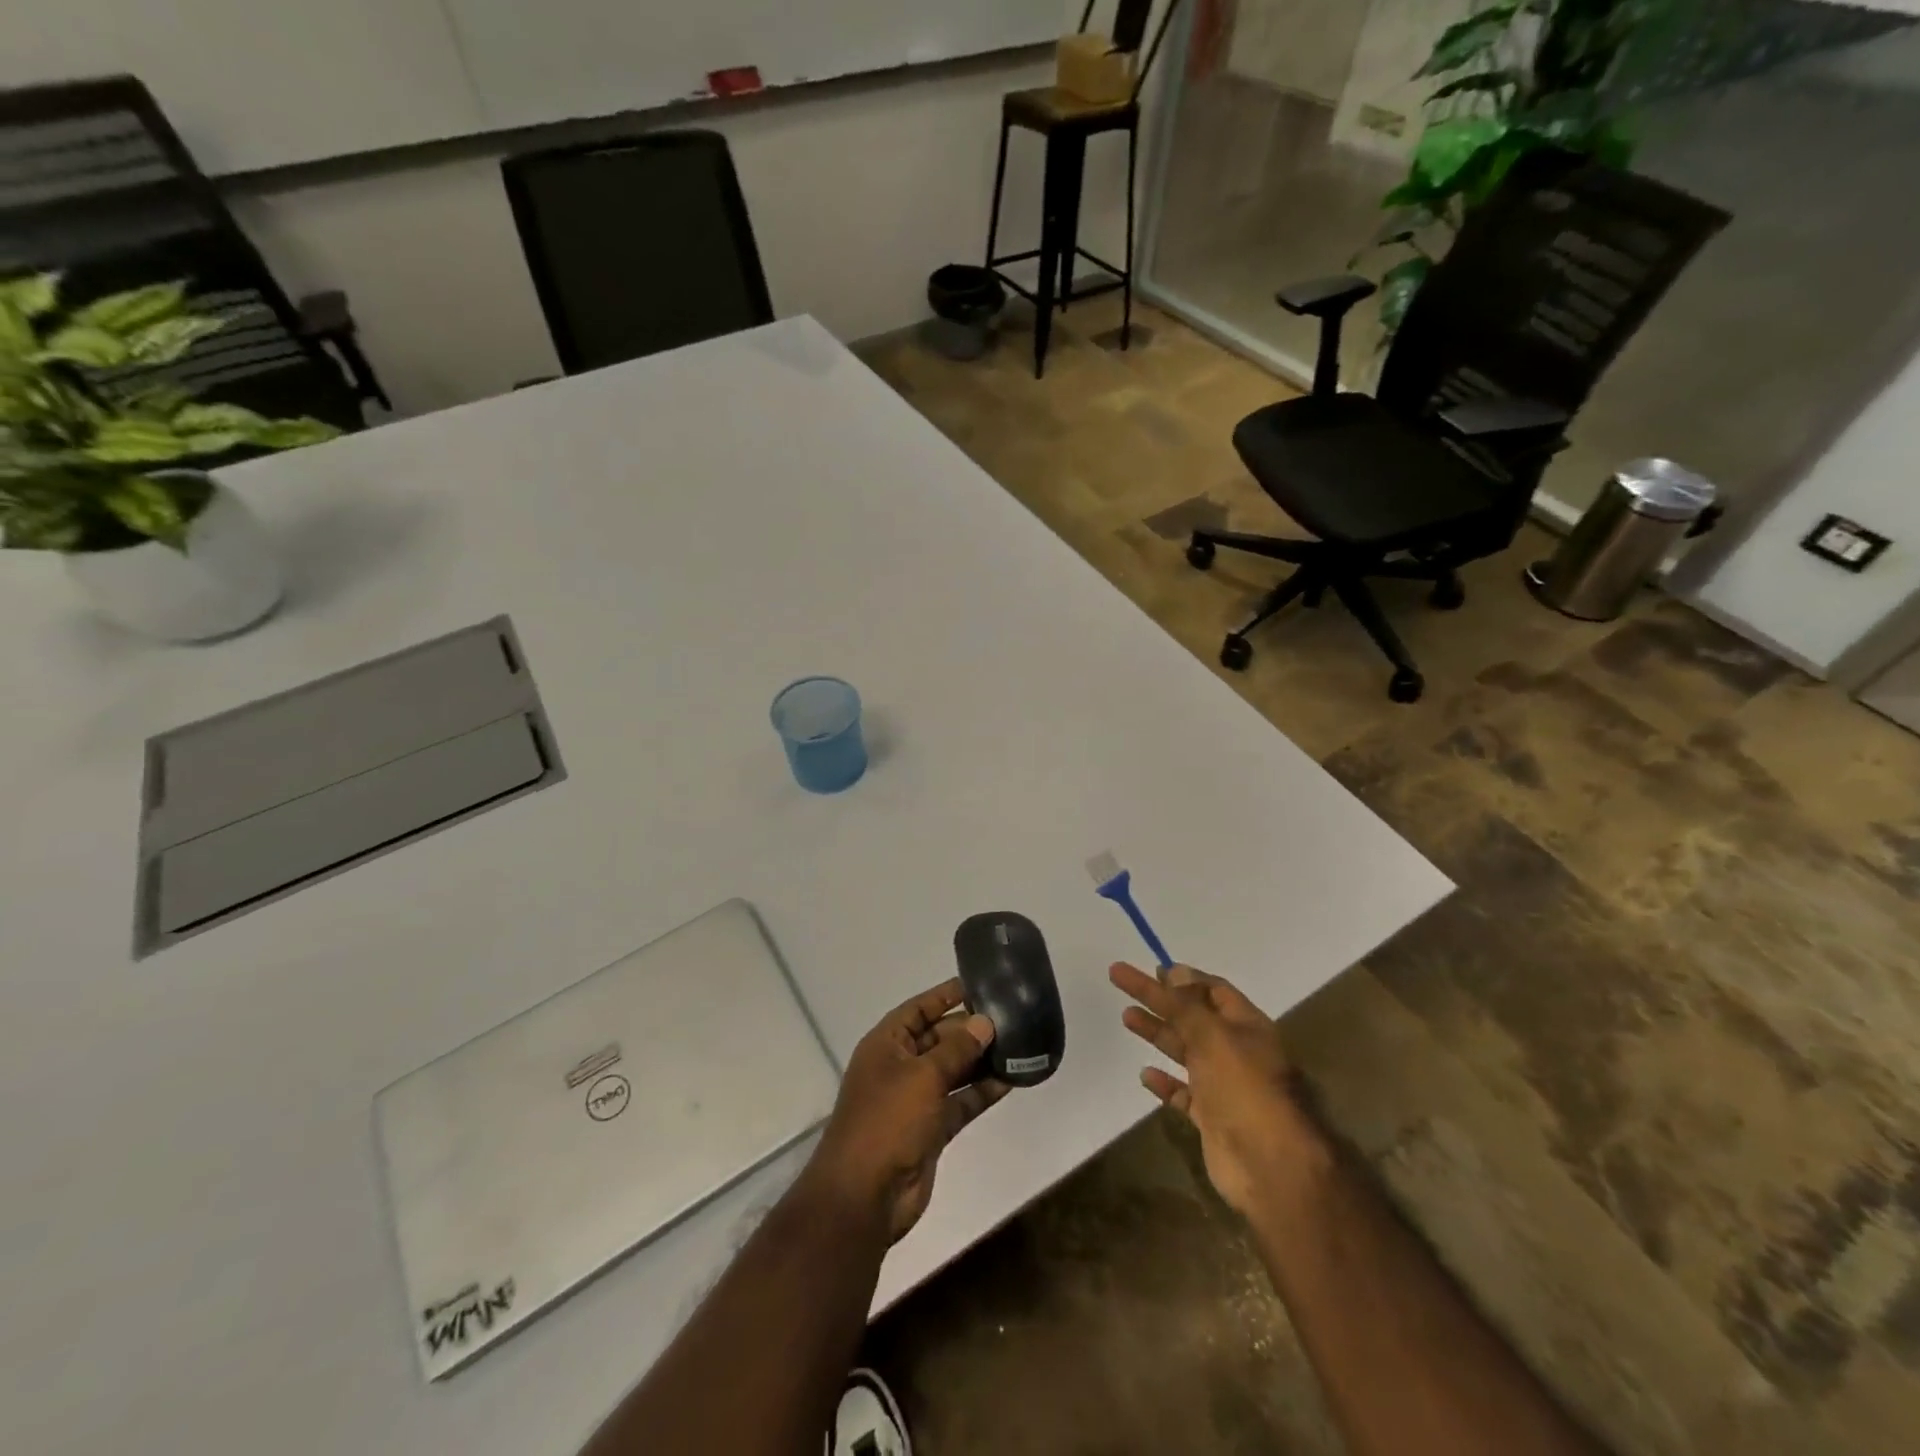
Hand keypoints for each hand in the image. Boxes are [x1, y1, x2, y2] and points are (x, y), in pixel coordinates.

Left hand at [810, 979, 1010, 1242]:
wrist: (865, 1196)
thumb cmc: (887, 1121)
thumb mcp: (923, 1076)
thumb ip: (956, 1048)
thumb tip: (984, 1022)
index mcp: (886, 1045)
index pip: (918, 1009)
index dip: (945, 996)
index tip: (978, 984)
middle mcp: (899, 1067)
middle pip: (938, 1038)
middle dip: (970, 1029)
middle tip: (1010, 1017)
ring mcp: (915, 1100)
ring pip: (952, 1071)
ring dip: (980, 1060)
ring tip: (1018, 1044)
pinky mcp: (931, 1129)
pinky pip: (960, 1101)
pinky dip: (981, 1091)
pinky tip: (1010, 1080)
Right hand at [1111, 962, 1325, 1217]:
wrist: (1270, 1165)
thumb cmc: (1244, 1088)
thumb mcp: (1213, 1036)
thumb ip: (1188, 1006)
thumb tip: (1174, 971)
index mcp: (1246, 1026)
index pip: (1213, 990)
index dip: (1183, 978)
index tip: (1152, 968)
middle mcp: (1236, 1051)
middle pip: (1191, 1016)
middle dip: (1158, 999)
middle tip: (1122, 981)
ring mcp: (1224, 1085)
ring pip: (1185, 1051)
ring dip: (1157, 1033)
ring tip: (1126, 1017)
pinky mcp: (1212, 1117)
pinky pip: (1183, 1092)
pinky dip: (1165, 1082)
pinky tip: (1145, 1073)